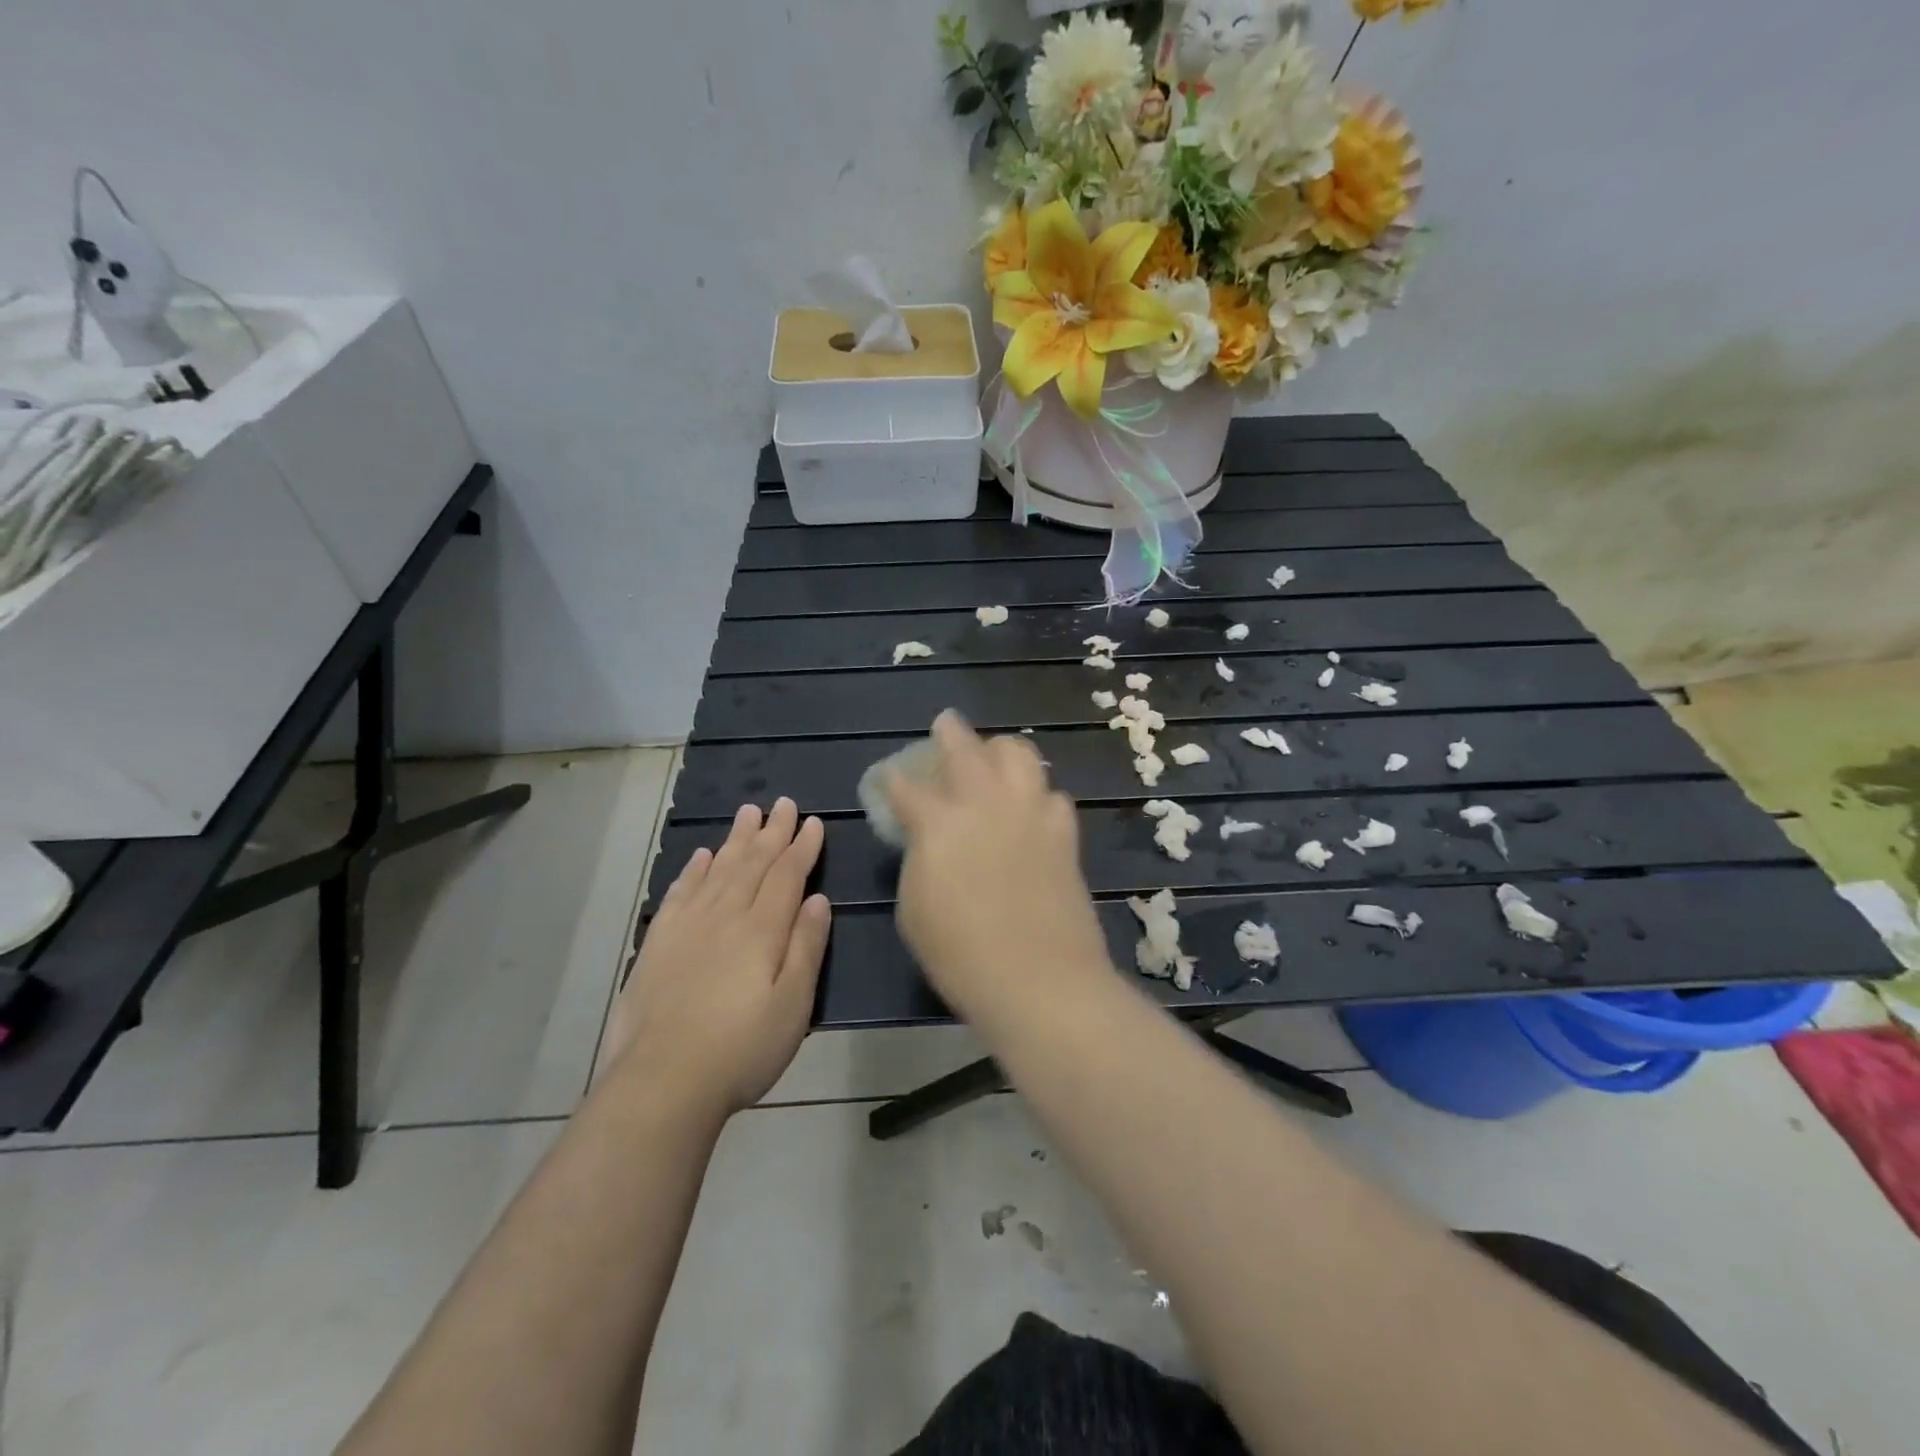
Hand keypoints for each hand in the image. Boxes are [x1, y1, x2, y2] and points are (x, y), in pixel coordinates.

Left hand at [600, 798, 830, 1115]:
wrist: (661, 1082)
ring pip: (717, 869)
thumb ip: (806, 947)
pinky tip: (702, 855)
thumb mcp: (793, 1006)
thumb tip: (817, 900)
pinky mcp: (659, 944)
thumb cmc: (741, 1049)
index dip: (802, 847)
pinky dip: (694, 870)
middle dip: (771, 831)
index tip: (813, 822)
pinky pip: (680, 892)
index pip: (786, 875)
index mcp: (761, 930)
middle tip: (783, 803)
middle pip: (752, 863)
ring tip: (747, 812)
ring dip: (735, 839)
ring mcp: (687, 927)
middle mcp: (724, 916)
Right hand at [886, 711, 1112, 1024]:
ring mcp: (1030, 812)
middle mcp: (985, 803)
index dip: (893, 780)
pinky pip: (1053, 794)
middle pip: (966, 749)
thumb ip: (918, 861)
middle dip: (950, 732)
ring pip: (1020, 754)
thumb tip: (926, 840)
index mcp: (939, 823)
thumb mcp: (914, 909)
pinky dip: (1038, 792)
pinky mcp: (1063, 832)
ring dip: (1001, 749)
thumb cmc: (960, 955)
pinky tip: (1033, 805)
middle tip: (945, 724)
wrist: (1039, 979)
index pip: (907, 788)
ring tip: (995, 755)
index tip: (888, 777)